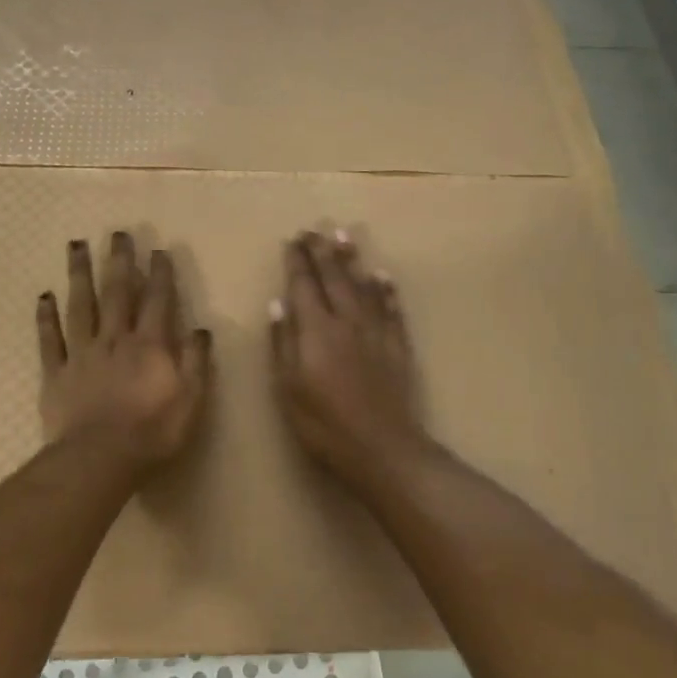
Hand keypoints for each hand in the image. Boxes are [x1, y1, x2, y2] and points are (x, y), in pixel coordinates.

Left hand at [38, 231, 213, 473]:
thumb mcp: (190, 401)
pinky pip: (50, 340)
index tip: (158, 249)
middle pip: (116, 293)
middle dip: (119, 261)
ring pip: (80, 306)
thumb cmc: (151, 433)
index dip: (159, 274)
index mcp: (149, 346)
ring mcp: (82, 354)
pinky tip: (43, 295)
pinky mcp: (56, 373)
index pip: (157, 301)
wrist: (98, 461)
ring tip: (76, 245)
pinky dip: (45, 317)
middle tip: (117, 233)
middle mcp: (114, 340)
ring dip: (79, 274)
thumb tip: (201, 329)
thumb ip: (196, 362)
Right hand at [269, 230, 428, 488]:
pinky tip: (382, 275)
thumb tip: (278, 303)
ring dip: (352, 259)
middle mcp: (346, 320)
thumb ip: (283, 343)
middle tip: (314, 229)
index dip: (297, 261)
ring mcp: (375, 331)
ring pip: (363, 285)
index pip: (304, 285)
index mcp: (315, 330)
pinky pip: (391, 308)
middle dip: (321, 252)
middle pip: (333, 277)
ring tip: (344, 236)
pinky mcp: (397, 345)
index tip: (292, 240)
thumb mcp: (288, 388)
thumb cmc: (324, 424)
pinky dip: (385, 289)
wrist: (382, 448)